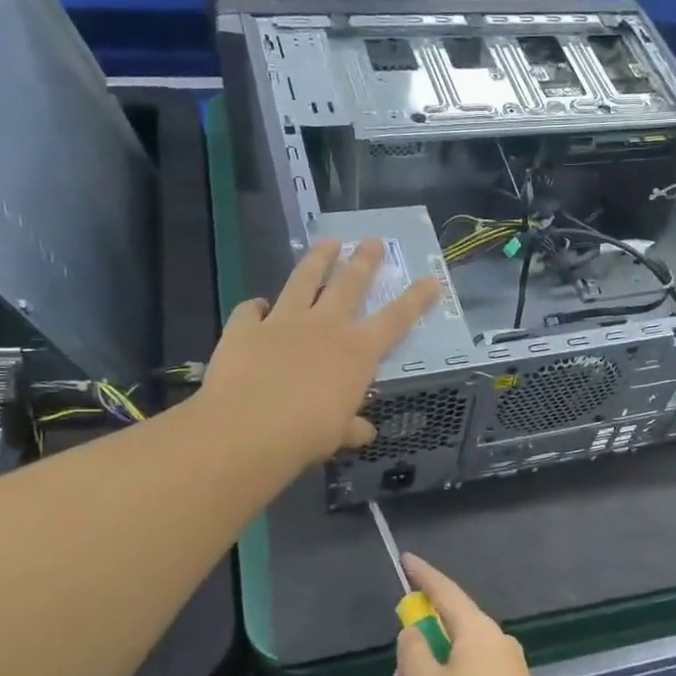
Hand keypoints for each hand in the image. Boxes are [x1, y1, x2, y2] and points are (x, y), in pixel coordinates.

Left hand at [199, 239, 438, 468]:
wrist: (249, 427)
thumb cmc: (307, 433)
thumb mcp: (338, 434)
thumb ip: (351, 427)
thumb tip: (363, 432)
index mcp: (357, 352)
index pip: (396, 319)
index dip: (416, 299)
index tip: (431, 279)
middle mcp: (324, 326)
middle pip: (349, 285)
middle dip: (364, 261)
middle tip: (372, 241)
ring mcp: (283, 322)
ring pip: (303, 280)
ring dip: (318, 259)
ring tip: (328, 242)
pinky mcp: (244, 328)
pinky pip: (250, 310)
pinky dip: (255, 307)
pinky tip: (257, 306)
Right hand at [394, 554, 565, 675]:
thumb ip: (413, 652)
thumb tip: (415, 632)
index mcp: (478, 630)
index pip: (446, 591)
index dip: (423, 575)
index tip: (407, 559)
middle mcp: (499, 640)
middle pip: (455, 624)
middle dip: (424, 639)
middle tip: (401, 672)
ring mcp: (513, 666)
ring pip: (465, 652)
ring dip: (437, 666)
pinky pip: (479, 671)